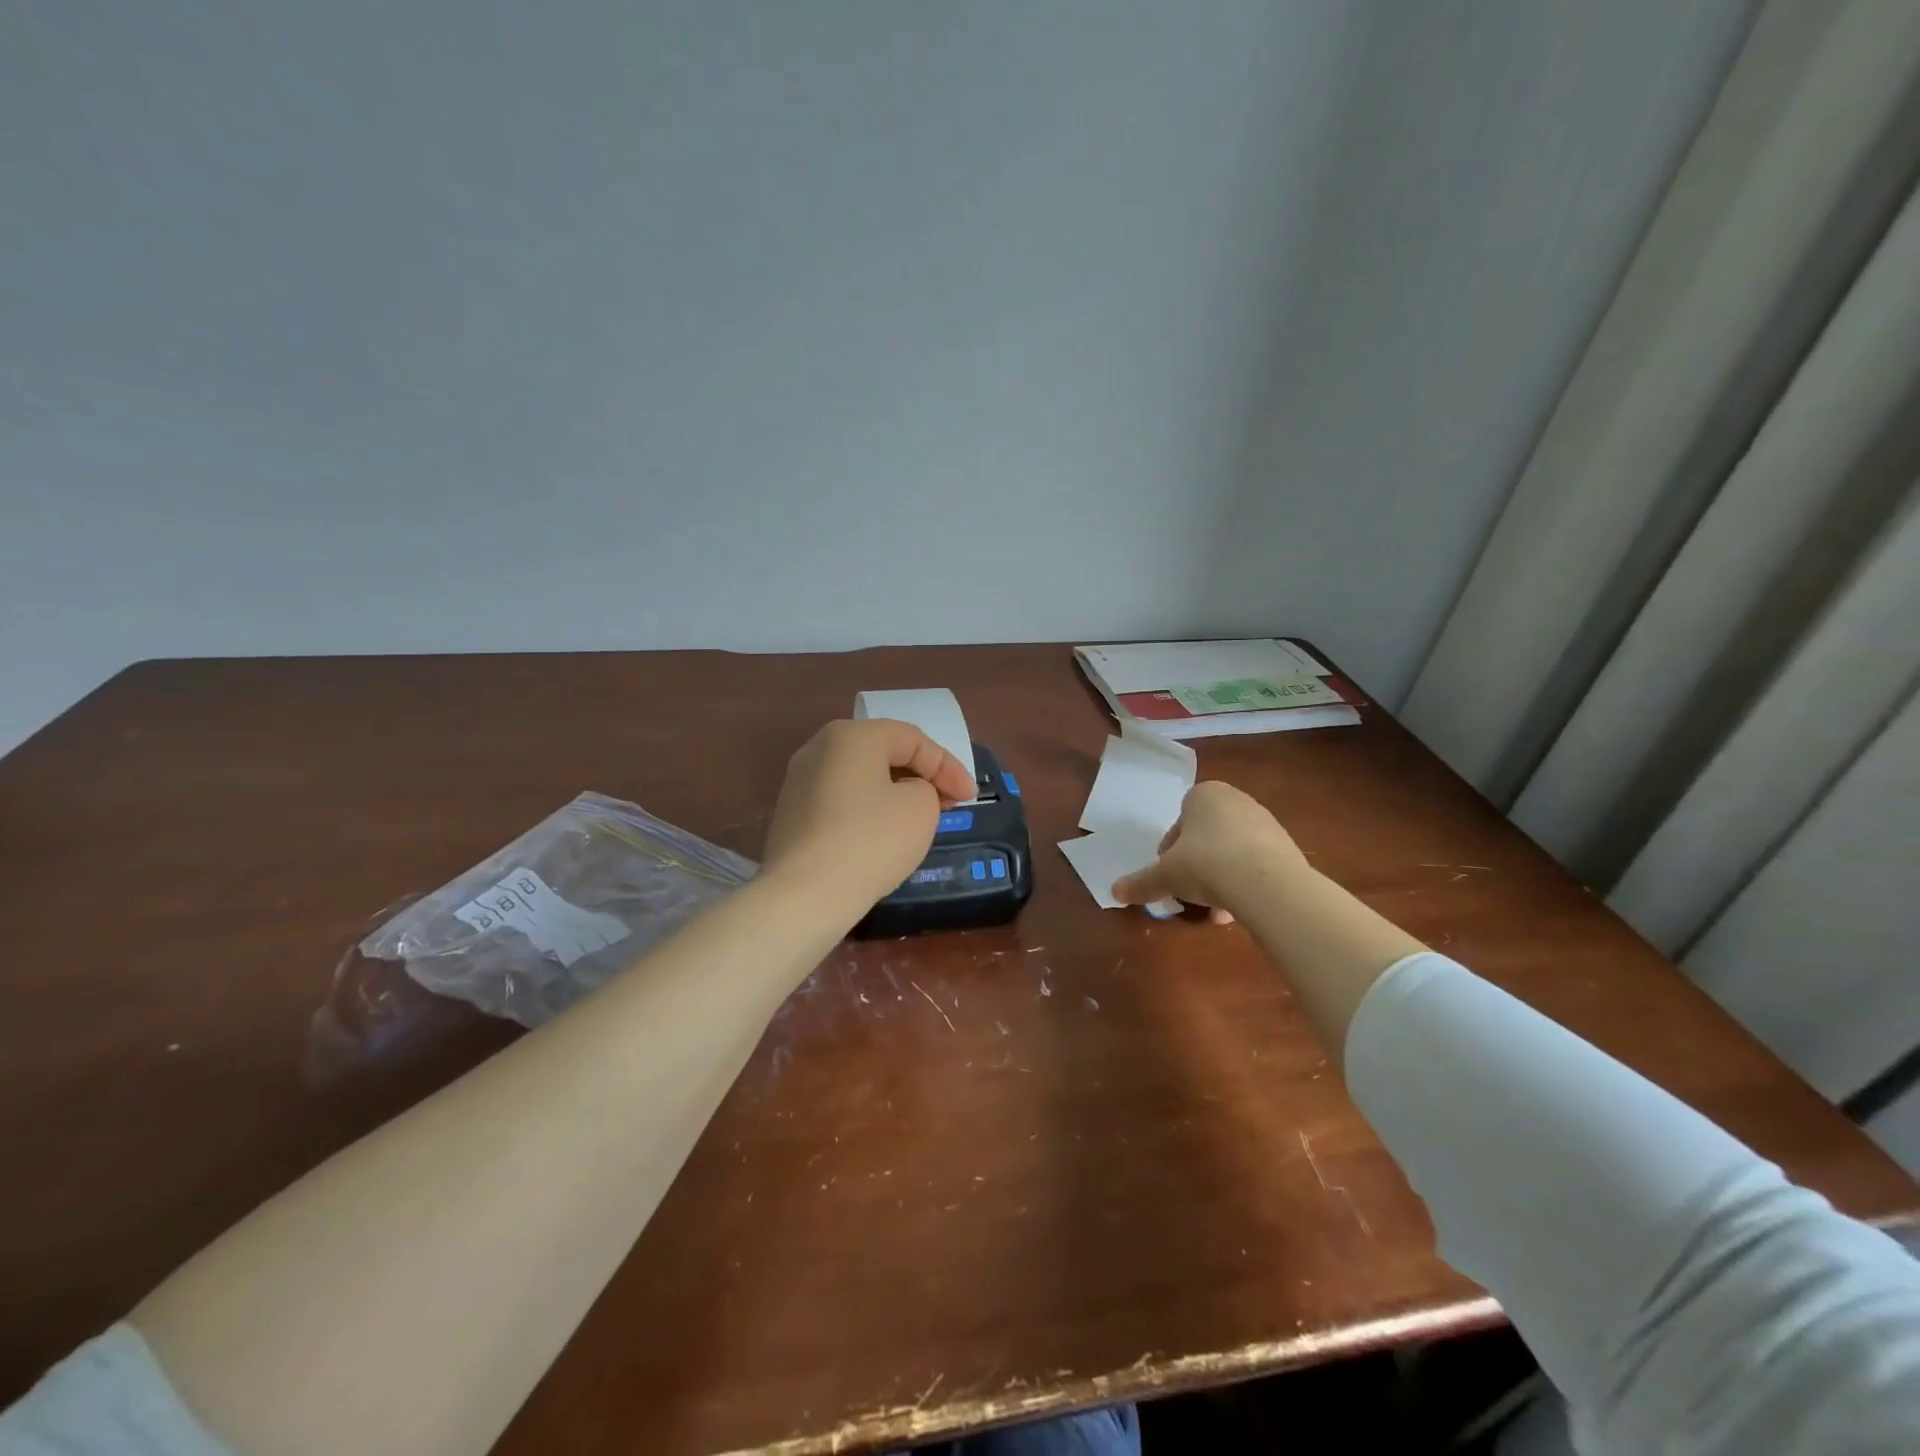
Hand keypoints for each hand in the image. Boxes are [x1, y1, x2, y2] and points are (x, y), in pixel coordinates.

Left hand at [762, 718, 975, 912]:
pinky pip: (841, 801)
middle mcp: (819, 748)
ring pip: (862, 777)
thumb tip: (905, 794)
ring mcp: (799, 781)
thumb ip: (925, 788)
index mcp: (851, 735)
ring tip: (922, 818)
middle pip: (883, 753)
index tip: (971, 797)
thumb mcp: (921, 808)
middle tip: (950, 802)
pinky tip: (885, 834)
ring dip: (896, 793)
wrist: (806, 894)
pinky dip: (869, 810)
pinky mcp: (792, 815)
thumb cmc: (871, 840)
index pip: (912, 739)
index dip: (948, 766)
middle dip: (922, 776)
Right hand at [1111, 781, 1309, 920]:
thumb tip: (1115, 892)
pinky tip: (1239, 910)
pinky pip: (1256, 866)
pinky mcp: (1287, 848)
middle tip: (1190, 893)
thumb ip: (1141, 882)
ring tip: (1216, 909)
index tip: (1170, 875)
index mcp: (1205, 795)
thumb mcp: (1165, 875)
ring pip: (1232, 853)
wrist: (1266, 882)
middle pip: (1206, 838)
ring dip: (1221, 879)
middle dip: (1198, 867)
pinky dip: (1245, 885)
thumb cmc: (1205, 863)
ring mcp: (1266, 823)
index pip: (1179, 822)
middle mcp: (1237, 801)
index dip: (1170, 852)